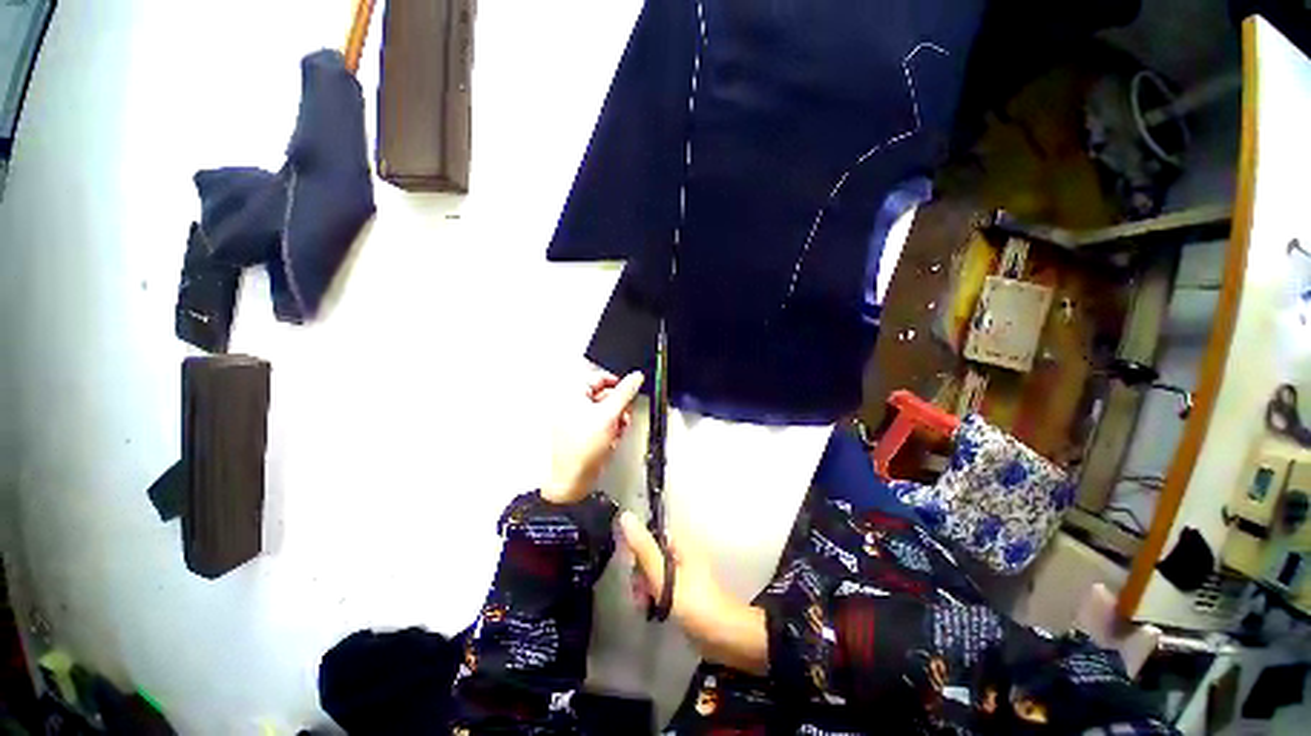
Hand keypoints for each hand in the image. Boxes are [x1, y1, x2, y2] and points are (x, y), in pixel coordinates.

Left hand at [542, 370, 644, 503]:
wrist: (573, 478)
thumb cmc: (582, 447)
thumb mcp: (609, 414)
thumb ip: (625, 393)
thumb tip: (636, 377)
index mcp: (572, 395)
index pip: (598, 378)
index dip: (616, 382)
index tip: (630, 389)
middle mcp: (573, 406)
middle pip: (604, 395)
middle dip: (619, 405)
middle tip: (626, 412)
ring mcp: (578, 421)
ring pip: (605, 411)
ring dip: (617, 418)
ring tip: (619, 428)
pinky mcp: (583, 435)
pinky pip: (602, 424)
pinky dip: (611, 429)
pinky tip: (614, 437)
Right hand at [619, 512, 768, 675]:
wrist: (724, 637)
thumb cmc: (695, 604)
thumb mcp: (664, 576)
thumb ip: (643, 548)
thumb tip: (625, 516)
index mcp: (679, 542)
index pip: (650, 534)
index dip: (637, 549)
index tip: (631, 569)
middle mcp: (680, 552)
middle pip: (650, 553)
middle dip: (640, 573)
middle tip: (639, 594)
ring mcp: (682, 572)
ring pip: (653, 571)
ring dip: (645, 587)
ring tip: (644, 605)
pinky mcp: (683, 590)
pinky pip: (661, 586)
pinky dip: (654, 595)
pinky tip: (650, 609)